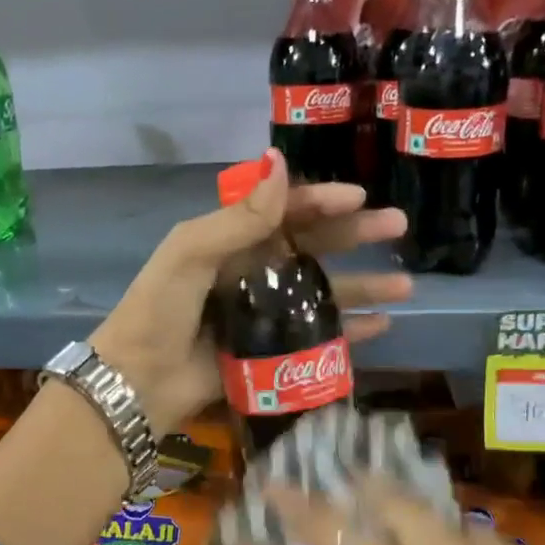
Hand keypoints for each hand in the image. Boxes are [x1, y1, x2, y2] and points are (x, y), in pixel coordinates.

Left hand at [88, 150, 409, 435]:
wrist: (139, 381)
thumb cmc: (160, 310)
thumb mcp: (191, 253)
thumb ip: (239, 216)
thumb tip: (281, 163)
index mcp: (231, 242)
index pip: (284, 211)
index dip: (321, 200)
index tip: (359, 196)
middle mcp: (253, 271)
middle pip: (313, 247)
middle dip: (355, 236)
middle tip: (398, 226)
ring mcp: (266, 313)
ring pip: (324, 292)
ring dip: (363, 286)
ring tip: (406, 285)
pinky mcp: (273, 352)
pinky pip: (319, 336)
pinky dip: (350, 331)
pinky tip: (383, 325)